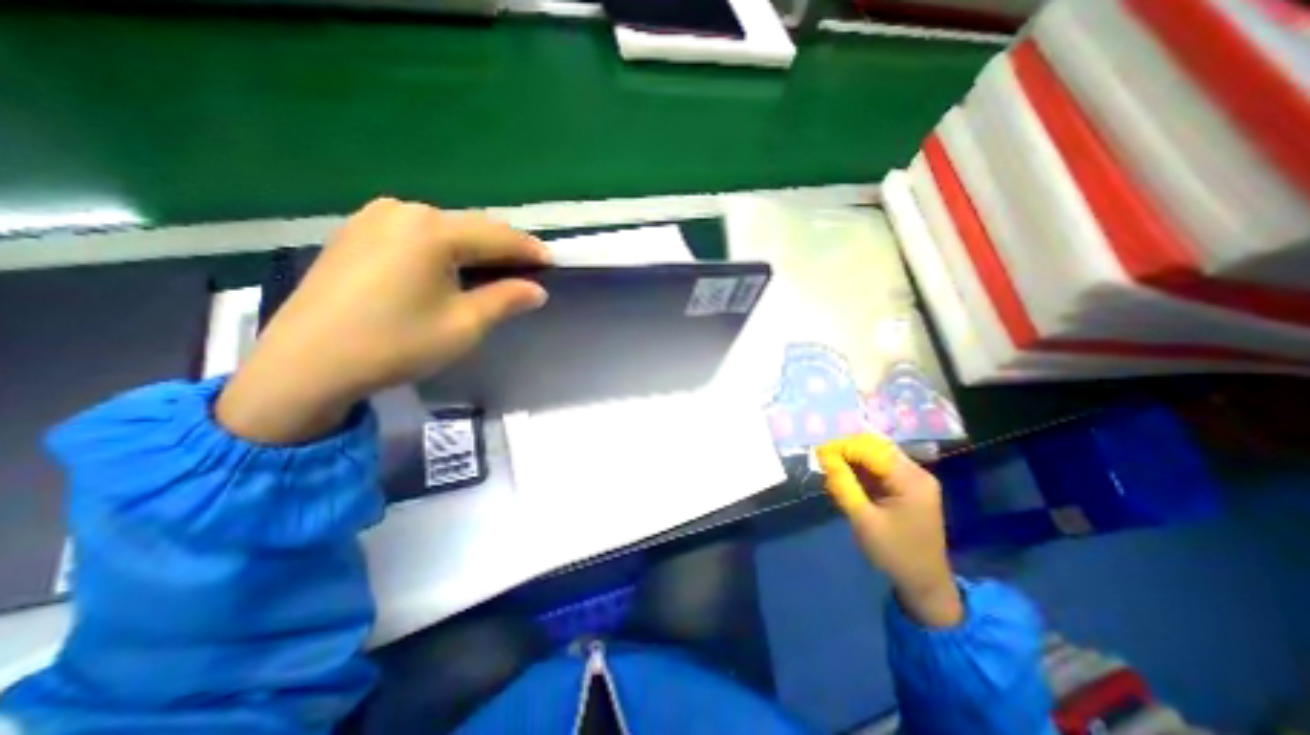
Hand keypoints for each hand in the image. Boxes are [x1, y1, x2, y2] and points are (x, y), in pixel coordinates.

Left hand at [217, 194, 549, 442]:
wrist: (306, 364)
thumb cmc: (397, 344)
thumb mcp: (465, 325)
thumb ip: (507, 299)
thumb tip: (537, 290)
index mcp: (433, 230)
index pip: (499, 236)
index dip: (530, 250)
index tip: (553, 262)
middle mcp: (404, 211)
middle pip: (471, 227)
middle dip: (503, 248)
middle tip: (527, 271)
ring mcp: (374, 218)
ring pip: (444, 229)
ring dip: (474, 248)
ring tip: (493, 272)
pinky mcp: (356, 232)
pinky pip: (417, 233)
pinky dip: (443, 249)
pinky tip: (449, 269)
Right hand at [816, 434, 959, 628]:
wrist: (925, 584)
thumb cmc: (894, 554)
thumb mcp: (863, 520)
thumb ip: (843, 485)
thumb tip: (824, 457)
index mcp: (911, 480)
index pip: (871, 450)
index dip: (842, 447)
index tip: (816, 453)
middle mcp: (916, 472)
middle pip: (876, 447)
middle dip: (846, 449)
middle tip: (821, 458)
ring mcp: (914, 478)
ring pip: (876, 454)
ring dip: (851, 457)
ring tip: (829, 466)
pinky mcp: (907, 486)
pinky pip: (880, 466)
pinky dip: (860, 467)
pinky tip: (844, 475)